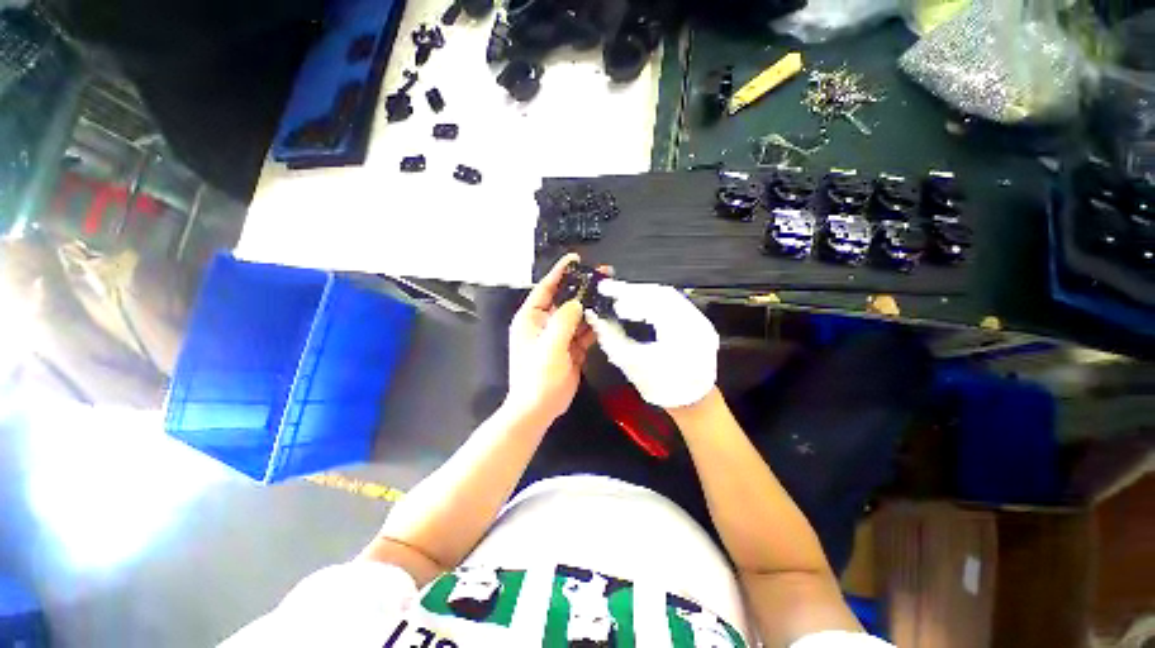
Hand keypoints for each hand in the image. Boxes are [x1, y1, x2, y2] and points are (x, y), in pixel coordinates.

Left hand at [505, 254, 595, 422]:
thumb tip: (577, 302)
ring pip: (577, 316)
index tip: (576, 259)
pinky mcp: (570, 349)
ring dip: (591, 307)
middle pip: (565, 300)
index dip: (560, 272)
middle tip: (604, 275)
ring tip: (610, 294)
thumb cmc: (538, 376)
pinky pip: (584, 333)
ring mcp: (558, 337)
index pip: (546, 288)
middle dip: (583, 289)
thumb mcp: (549, 345)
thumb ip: (564, 320)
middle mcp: (544, 324)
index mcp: (531, 318)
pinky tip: (607, 318)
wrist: (540, 408)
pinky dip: (594, 327)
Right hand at [586, 280, 718, 408]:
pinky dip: (652, 300)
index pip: (652, 300)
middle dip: (633, 290)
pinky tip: (638, 303)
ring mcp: (700, 320)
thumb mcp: (631, 365)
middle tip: (610, 290)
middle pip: (661, 293)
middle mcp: (696, 321)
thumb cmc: (661, 388)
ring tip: (620, 295)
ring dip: (642, 293)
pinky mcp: (698, 322)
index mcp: (682, 333)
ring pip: (668, 295)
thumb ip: (612, 338)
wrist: (693, 403)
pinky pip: (673, 303)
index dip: (627, 293)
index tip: (605, 289)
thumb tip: (595, 317)